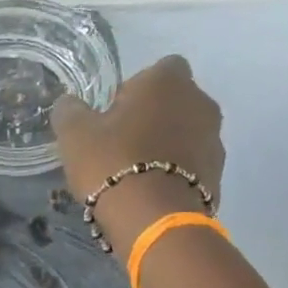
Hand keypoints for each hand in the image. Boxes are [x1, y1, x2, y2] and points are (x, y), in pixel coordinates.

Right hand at [52, 55, 224, 260]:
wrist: (152, 219)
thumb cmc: (112, 163)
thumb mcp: (74, 134)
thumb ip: (70, 110)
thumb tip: (70, 104)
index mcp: (168, 81)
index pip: (159, 68)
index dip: (136, 89)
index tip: (114, 114)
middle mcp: (200, 102)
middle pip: (175, 102)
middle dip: (154, 117)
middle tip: (122, 145)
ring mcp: (214, 139)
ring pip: (186, 133)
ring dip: (167, 145)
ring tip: (137, 173)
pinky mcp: (218, 174)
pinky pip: (193, 165)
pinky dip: (177, 173)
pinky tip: (152, 192)